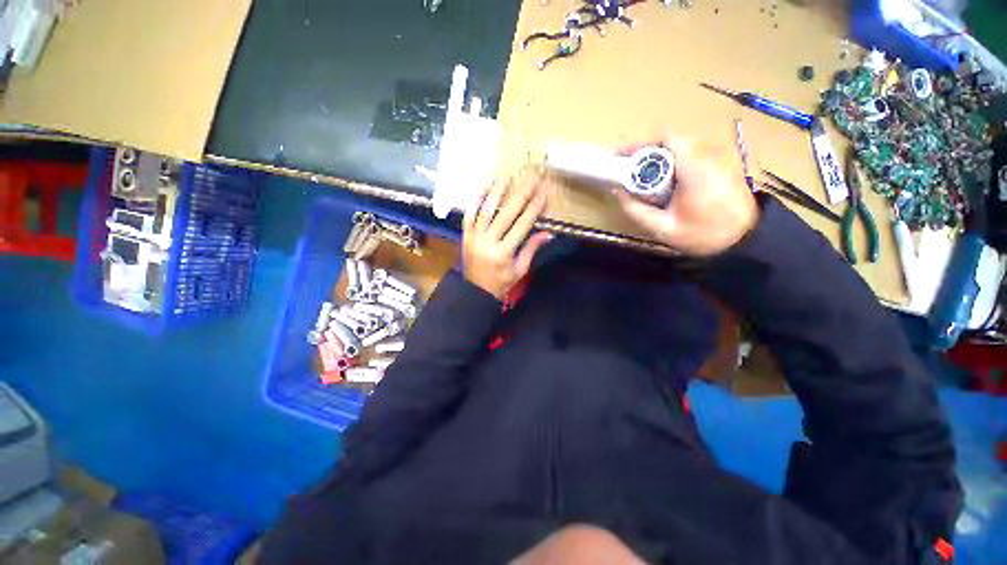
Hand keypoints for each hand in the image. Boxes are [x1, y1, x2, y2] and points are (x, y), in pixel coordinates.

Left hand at [463, 176, 552, 299]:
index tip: (543, 192)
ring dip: (498, 191)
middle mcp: (488, 242)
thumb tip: (548, 233)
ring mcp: (474, 237)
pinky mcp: (465, 235)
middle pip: (507, 213)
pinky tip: (485, 186)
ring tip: (508, 176)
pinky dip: (477, 199)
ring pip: (487, 210)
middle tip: (531, 177)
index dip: (534, 208)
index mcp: (504, 253)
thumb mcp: (520, 270)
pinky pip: (470, 214)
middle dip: (521, 194)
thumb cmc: (501, 282)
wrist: (475, 291)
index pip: (522, 225)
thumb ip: (531, 249)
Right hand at [615, 137, 758, 256]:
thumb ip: (636, 210)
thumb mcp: (662, 229)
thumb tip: (619, 192)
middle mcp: (708, 157)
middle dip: (647, 152)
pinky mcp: (722, 163)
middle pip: (671, 141)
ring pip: (681, 146)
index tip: (622, 156)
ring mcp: (718, 158)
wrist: (743, 240)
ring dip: (660, 157)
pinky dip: (674, 161)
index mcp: (694, 170)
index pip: (667, 139)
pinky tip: (666, 180)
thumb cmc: (702, 235)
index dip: (641, 145)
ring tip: (643, 175)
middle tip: (628, 168)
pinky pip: (692, 154)